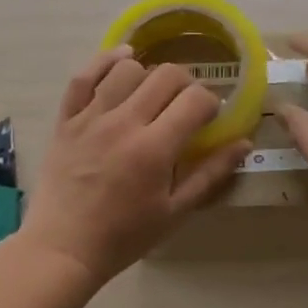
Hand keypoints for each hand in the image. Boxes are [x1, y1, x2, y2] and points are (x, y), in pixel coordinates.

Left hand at [17, 47, 251, 283]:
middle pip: (166, 76)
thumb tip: (244, 143)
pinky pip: (84, 75)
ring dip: (148, 75)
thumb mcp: (175, 212)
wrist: (63, 248)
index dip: (211, 103)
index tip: (209, 117)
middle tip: (185, 105)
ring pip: (128, 69)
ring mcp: (91, 118)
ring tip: (151, 94)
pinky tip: (122, 60)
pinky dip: (104, 61)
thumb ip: (210, 175)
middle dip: (186, 84)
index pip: (195, 100)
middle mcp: (124, 123)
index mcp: (155, 149)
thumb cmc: (124, 236)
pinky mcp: (66, 119)